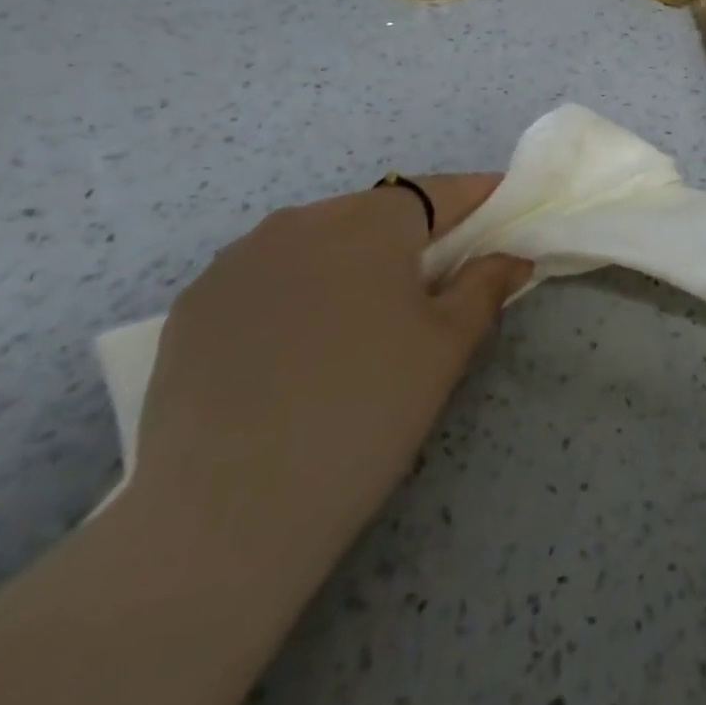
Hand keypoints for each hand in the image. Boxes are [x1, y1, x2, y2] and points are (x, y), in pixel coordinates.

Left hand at [131, 175, 531, 556]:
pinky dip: (296, 293)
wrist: (225, 513)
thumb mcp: (447, 347)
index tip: (501, 212)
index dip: (475, 199)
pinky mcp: (194, 304)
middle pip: (375, 214)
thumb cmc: (365, 411)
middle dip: (412, 238)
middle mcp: (300, 221)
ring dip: (349, 264)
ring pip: (317, 243)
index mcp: (369, 221)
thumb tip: (511, 257)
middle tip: (433, 288)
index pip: (438, 191)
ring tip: (359, 325)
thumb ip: (485, 286)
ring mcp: (237, 260)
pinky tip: (295, 350)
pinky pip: (266, 277)